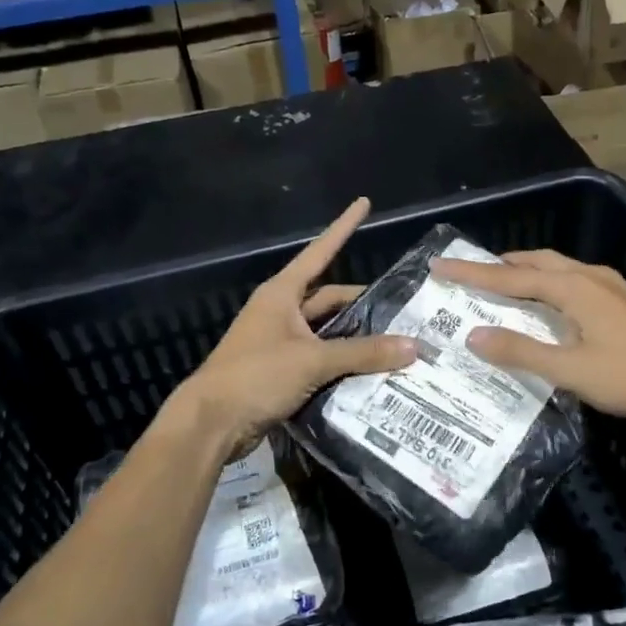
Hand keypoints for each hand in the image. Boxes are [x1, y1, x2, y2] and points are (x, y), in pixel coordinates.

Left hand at [173, 198, 415, 447]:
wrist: (212, 423)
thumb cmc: (256, 376)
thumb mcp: (313, 360)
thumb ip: (363, 353)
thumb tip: (413, 346)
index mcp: (282, 293)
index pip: (320, 251)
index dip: (344, 227)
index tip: (363, 202)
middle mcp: (280, 311)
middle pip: (329, 298)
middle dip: (362, 301)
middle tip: (402, 309)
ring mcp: (279, 341)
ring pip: (326, 331)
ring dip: (354, 336)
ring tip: (395, 340)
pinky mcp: (280, 370)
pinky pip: (319, 358)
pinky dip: (342, 362)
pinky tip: (370, 370)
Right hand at [430, 248, 625, 418]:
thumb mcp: (570, 370)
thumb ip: (521, 352)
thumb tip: (473, 335)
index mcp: (573, 288)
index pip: (511, 277)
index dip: (473, 273)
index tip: (440, 265)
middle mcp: (589, 276)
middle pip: (535, 262)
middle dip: (500, 265)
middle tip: (470, 273)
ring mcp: (609, 285)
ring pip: (557, 267)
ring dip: (526, 271)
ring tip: (503, 283)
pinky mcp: (622, 299)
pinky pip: (572, 278)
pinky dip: (547, 282)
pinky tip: (549, 303)